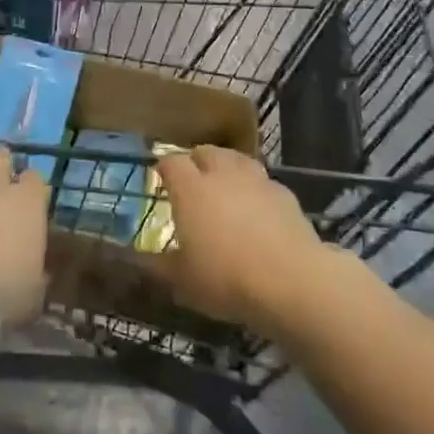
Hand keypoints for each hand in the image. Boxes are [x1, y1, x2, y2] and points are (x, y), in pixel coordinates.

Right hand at [155, 145, 328, 336]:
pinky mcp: (285, 194)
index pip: (171, 162)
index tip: (161, 179)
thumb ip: (159, 267)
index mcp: (191, 189)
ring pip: (237, 159)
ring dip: (227, 167)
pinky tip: (256, 207)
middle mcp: (222, 175)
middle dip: (196, 161)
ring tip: (224, 185)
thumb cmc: (226, 279)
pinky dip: (255, 188)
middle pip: (206, 152)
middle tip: (192, 181)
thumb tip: (141, 260)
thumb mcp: (183, 281)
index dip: (164, 168)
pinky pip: (263, 181)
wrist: (291, 281)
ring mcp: (256, 181)